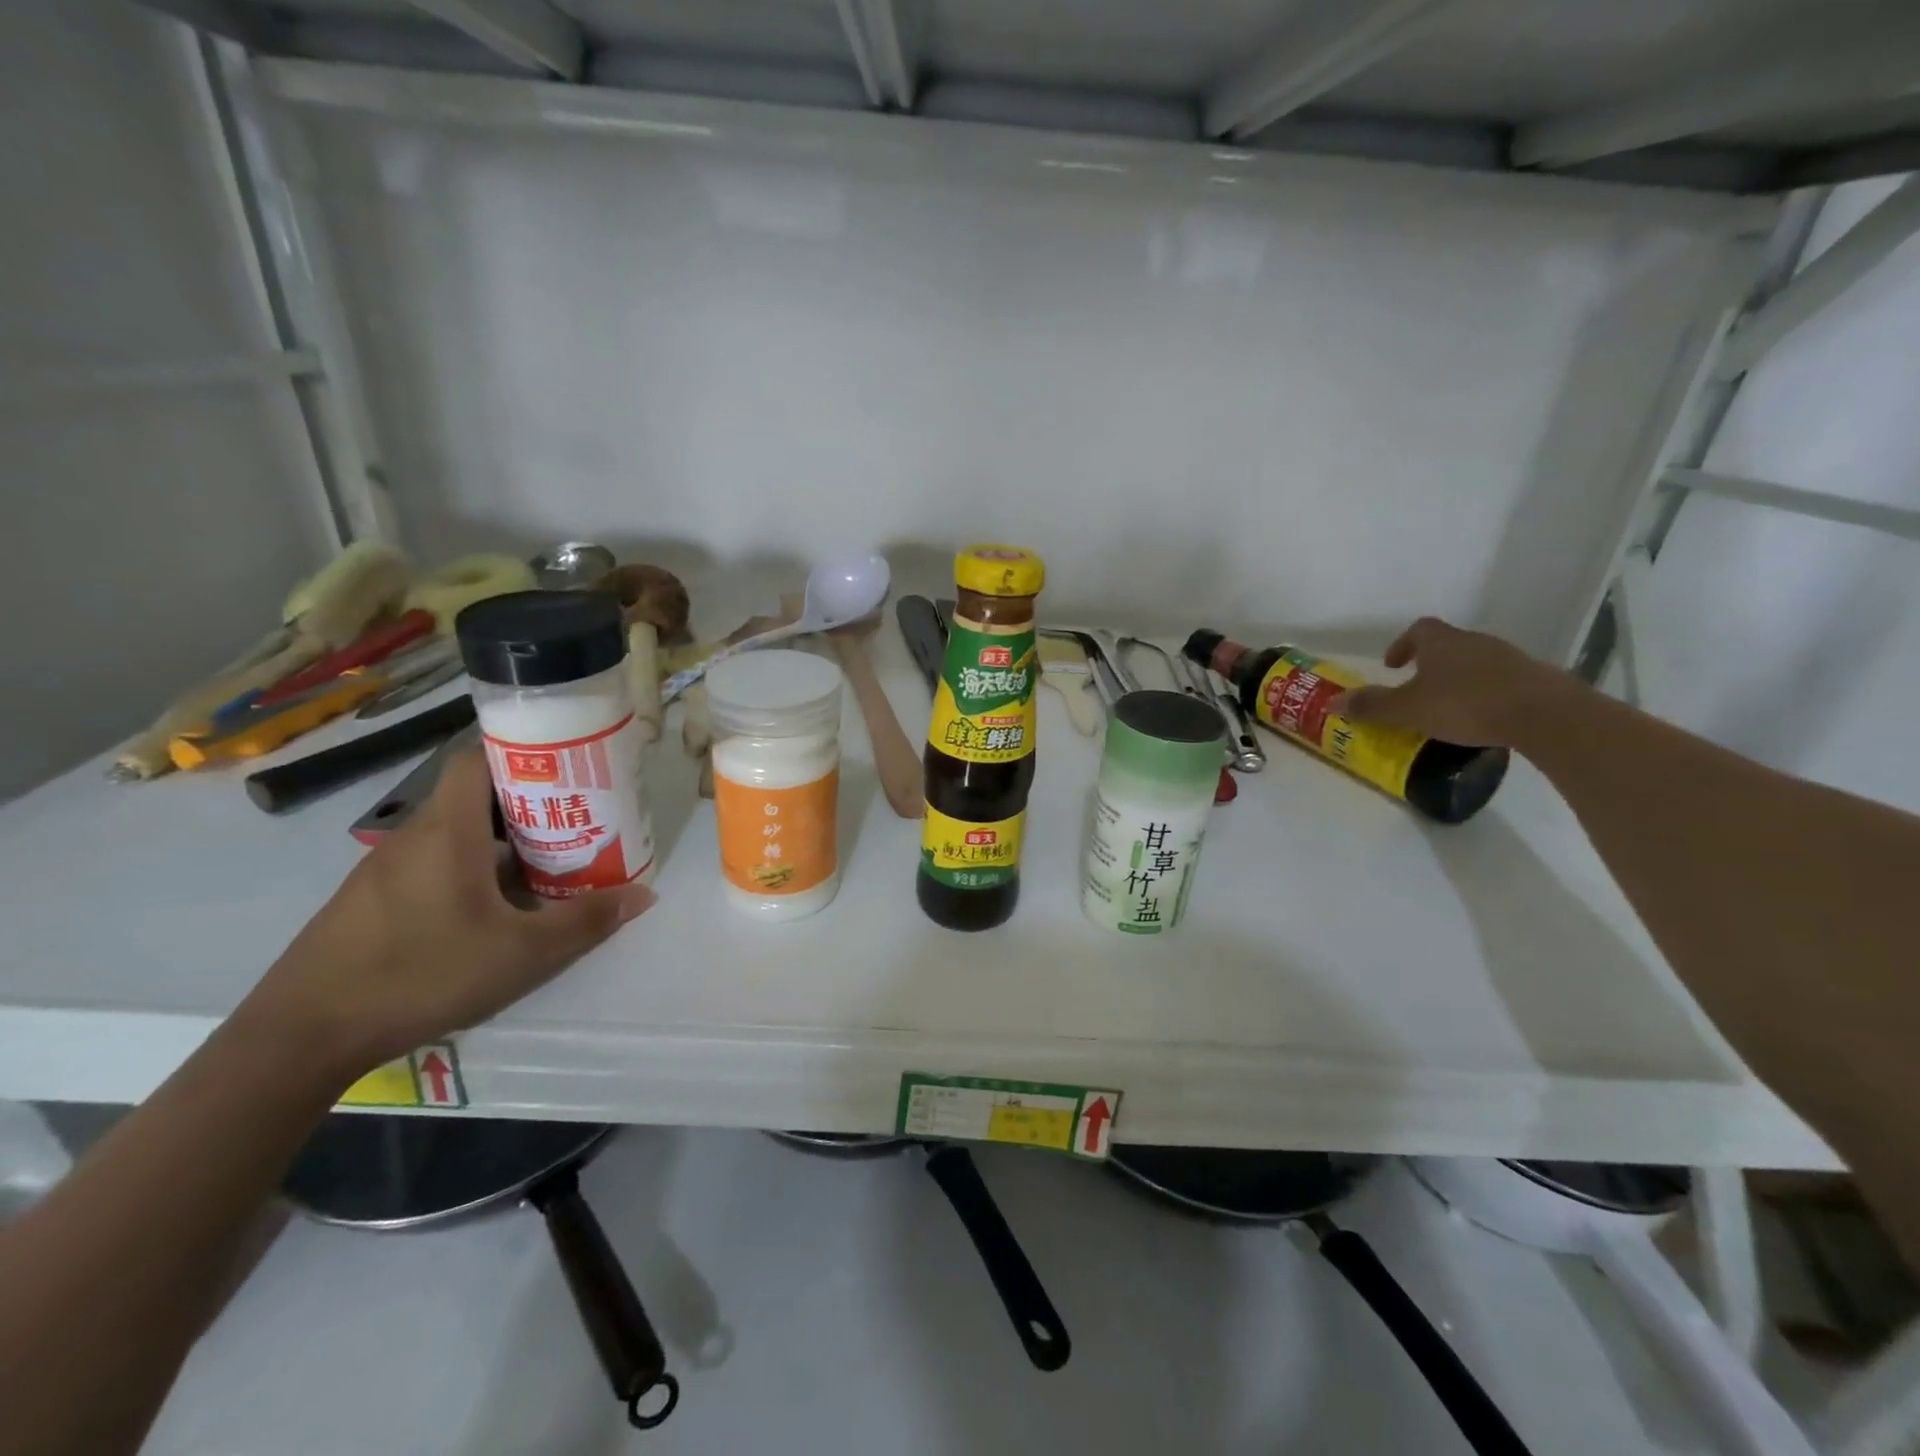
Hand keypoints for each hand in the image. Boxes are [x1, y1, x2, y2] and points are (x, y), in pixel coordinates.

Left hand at [242, 749, 654, 1080]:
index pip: (478, 760)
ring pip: (452, 835)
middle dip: (525, 805)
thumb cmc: (420, 974)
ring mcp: (382, 871)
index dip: (522, 754)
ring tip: (541, 867)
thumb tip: (644, 895)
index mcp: (447, 832)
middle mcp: (411, 838)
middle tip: (571, 825)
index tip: (566, 769)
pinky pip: (429, 865)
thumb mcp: (521, 953)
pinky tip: (487, 911)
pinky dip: (466, 870)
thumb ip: (585, 921)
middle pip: (472, 798)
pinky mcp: (367, 903)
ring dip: (497, 842)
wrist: (299, 1038)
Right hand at [1331, 616, 1580, 747]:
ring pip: (1475, 662)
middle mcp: (1475, 642)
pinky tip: (1481, 718)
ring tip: (1447, 707)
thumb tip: (1333, 702)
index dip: (1402, 644)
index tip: (1393, 665)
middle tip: (1416, 689)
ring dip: (1457, 679)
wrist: (1544, 714)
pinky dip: (1485, 693)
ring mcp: (1509, 658)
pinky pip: (1500, 681)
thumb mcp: (1408, 709)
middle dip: (1429, 664)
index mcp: (1442, 643)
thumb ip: (1372, 705)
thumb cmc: (1465, 704)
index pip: (1419, 630)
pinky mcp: (1534, 679)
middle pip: (1447, 645)